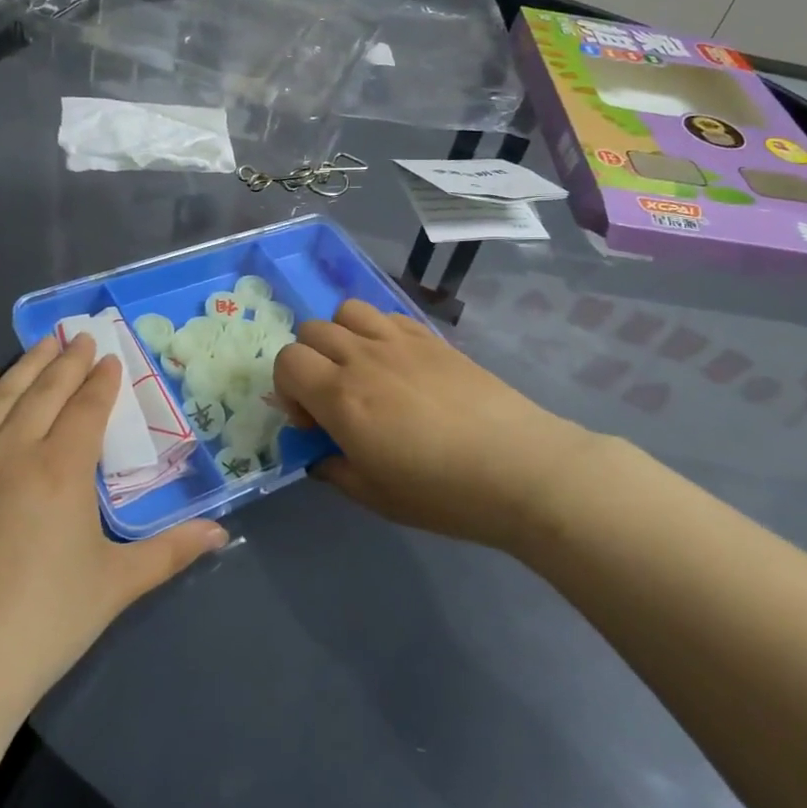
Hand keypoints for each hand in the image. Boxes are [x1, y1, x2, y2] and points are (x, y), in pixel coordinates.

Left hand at [0, 334, 227, 714]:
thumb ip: (171, 551)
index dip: (101, 380)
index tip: (109, 358)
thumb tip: (222, 533)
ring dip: (24, 366)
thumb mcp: (117, 584)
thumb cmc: (45, 623)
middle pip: (44, 392)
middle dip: (66, 361)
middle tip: (80, 336)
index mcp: (62, 469)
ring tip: (41, 344)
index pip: (86, 408)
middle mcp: (13, 452)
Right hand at [273, 299, 599, 550]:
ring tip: (362, 370)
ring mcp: (399, 341)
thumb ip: (334, 469)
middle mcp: (363, 358)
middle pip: (311, 331)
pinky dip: (376, 330)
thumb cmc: (442, 493)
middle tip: (334, 398)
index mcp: (341, 397)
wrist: (519, 468)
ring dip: (340, 336)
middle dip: (309, 362)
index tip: (312, 421)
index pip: (287, 361)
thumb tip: (320, 454)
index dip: (287, 389)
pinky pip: (386, 314)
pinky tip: (397, 363)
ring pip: (346, 311)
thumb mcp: (375, 496)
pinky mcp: (431, 337)